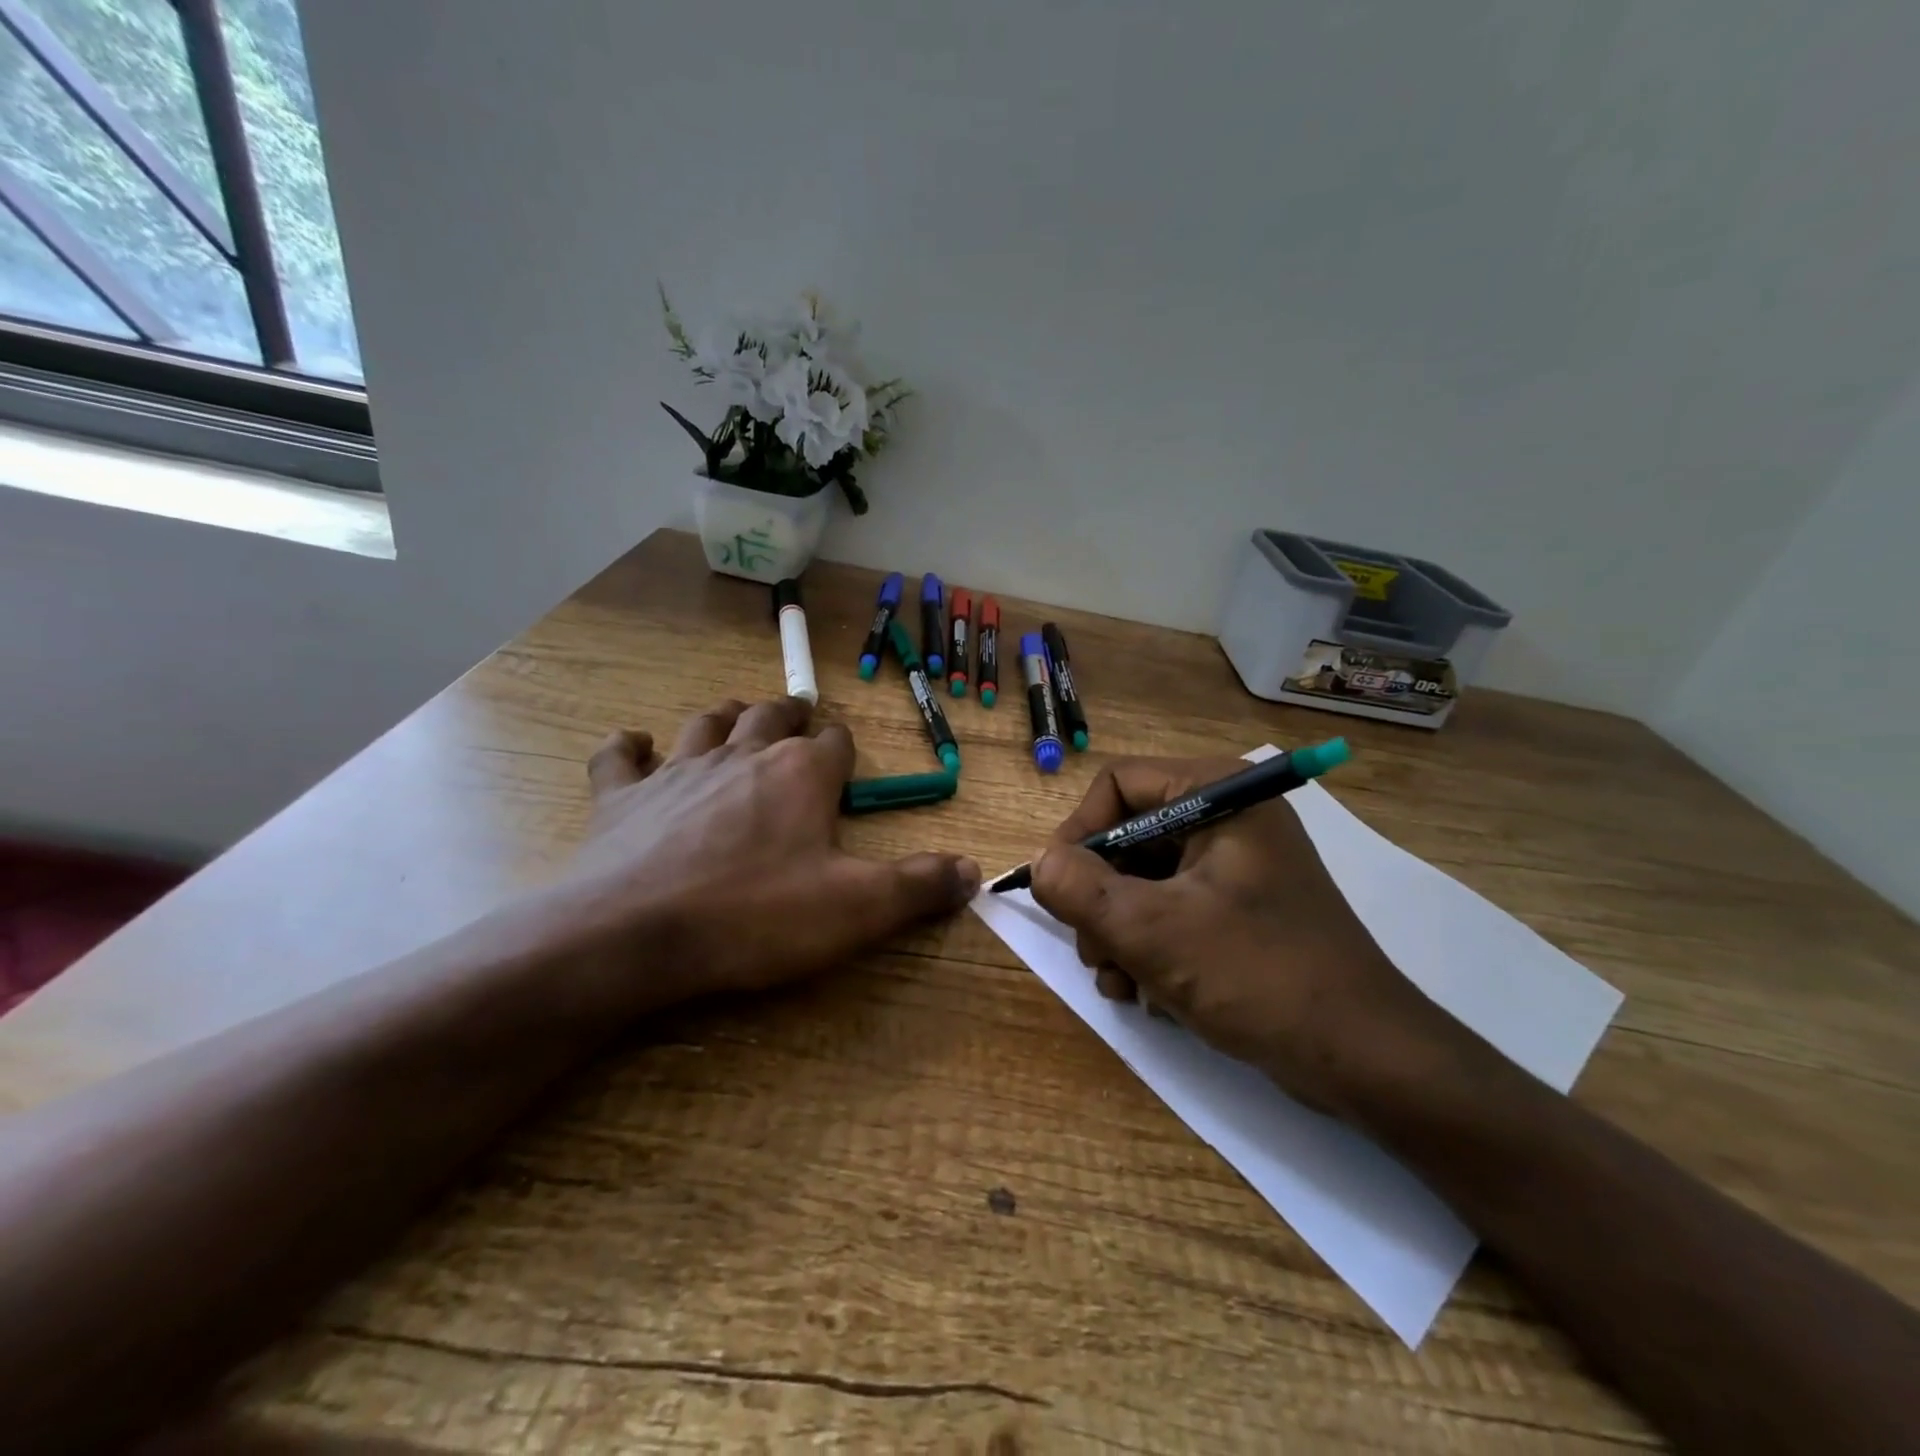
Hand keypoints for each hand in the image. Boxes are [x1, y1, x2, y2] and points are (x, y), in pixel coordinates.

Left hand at [565, 697, 978, 1006]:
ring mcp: (677, 772)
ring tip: (735, 717)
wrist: (635, 935)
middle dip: (789, 716)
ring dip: (724, 717)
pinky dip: (629, 747)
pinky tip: (634, 744)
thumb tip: (973, 871)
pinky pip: (620, 757)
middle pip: (770, 719)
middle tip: (797, 716)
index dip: (843, 748)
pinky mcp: (620, 798)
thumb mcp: (857, 908)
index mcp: (800, 775)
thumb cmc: (756, 916)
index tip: (845, 758)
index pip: (834, 744)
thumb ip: (918, 886)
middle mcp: (742, 757)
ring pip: (705, 724)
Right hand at [1028, 757, 1456, 1117]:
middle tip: (1092, 951)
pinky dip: (1147, 945)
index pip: (1118, 783)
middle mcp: (1228, 818)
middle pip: (1127, 834)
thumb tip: (1039, 864)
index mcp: (1219, 795)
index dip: (1079, 831)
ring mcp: (1235, 866)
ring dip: (1117, 930)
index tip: (1059, 887)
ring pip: (1142, 878)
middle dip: (1098, 896)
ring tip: (1118, 982)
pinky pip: (1170, 908)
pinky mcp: (1239, 909)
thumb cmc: (1261, 977)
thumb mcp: (1154, 932)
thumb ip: (1080, 890)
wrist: (1366, 1060)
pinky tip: (1144, 993)